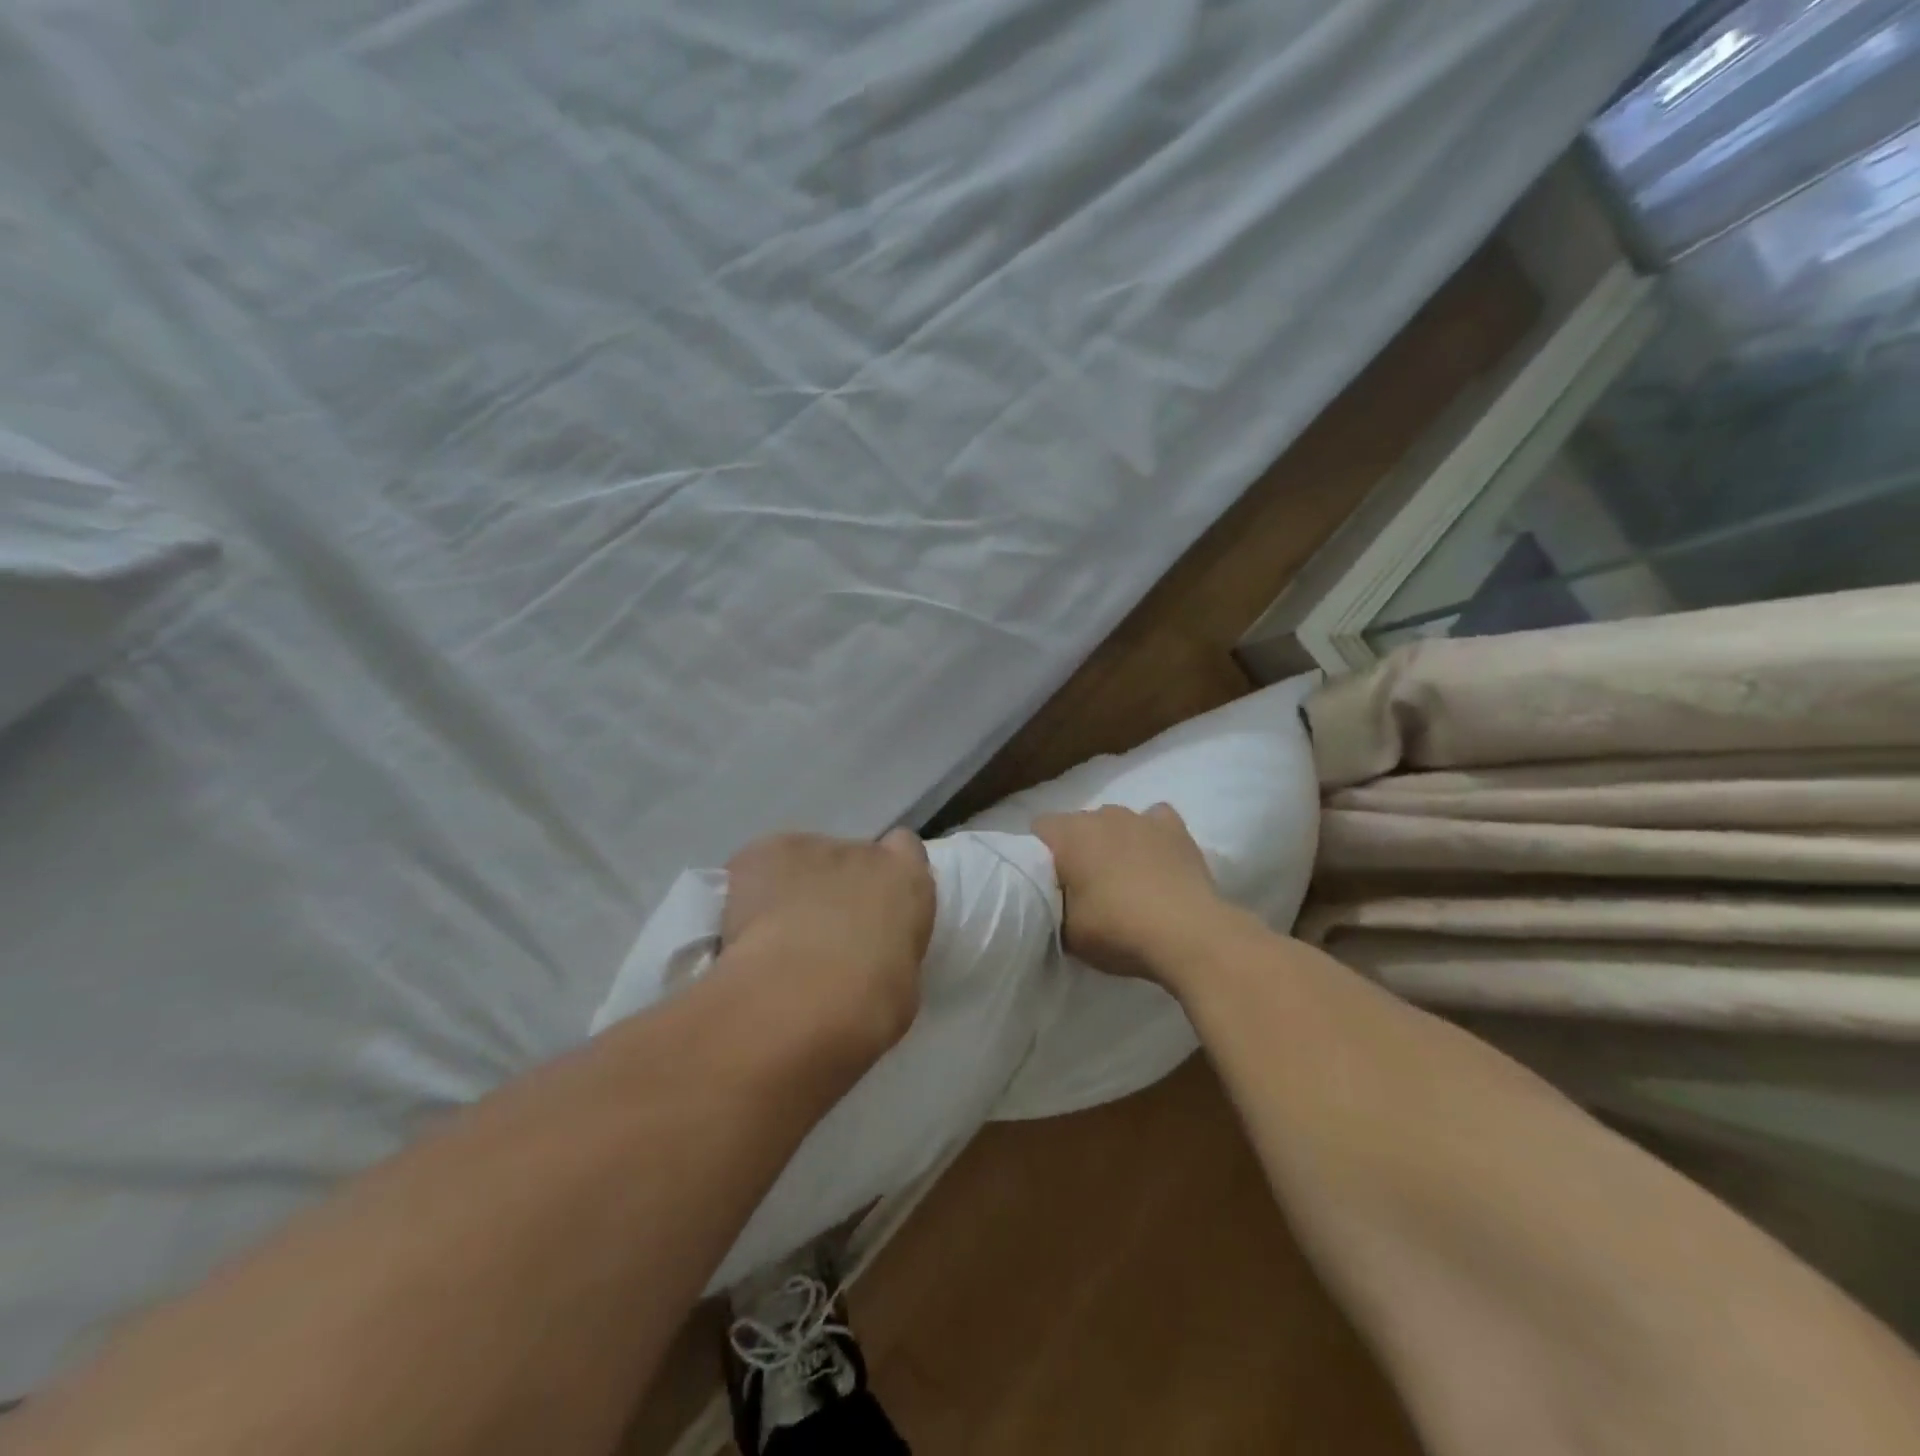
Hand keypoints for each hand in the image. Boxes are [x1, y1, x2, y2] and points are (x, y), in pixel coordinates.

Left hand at [721, 829, 935, 1051]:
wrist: (796, 1000)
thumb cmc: (866, 1006)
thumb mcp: (899, 985)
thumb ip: (887, 951)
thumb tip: (869, 957)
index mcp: (905, 880)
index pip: (905, 850)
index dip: (886, 876)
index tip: (875, 908)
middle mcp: (859, 852)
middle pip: (849, 858)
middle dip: (837, 888)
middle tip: (821, 936)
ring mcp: (806, 849)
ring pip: (801, 863)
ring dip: (794, 889)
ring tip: (775, 939)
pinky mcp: (758, 855)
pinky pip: (758, 868)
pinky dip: (752, 892)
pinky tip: (744, 930)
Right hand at [1032, 804, 1223, 986]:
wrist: (1188, 934)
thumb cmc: (1118, 930)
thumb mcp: (1068, 933)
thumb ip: (1055, 907)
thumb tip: (1058, 901)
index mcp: (1069, 835)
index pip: (1040, 827)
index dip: (1039, 852)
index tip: (1048, 881)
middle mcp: (1102, 815)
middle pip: (1079, 824)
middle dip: (1078, 848)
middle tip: (1084, 886)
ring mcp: (1141, 818)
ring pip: (1116, 821)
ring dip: (1113, 842)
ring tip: (1124, 877)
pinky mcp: (1176, 828)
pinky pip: (1155, 819)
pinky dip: (1152, 835)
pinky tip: (1156, 857)